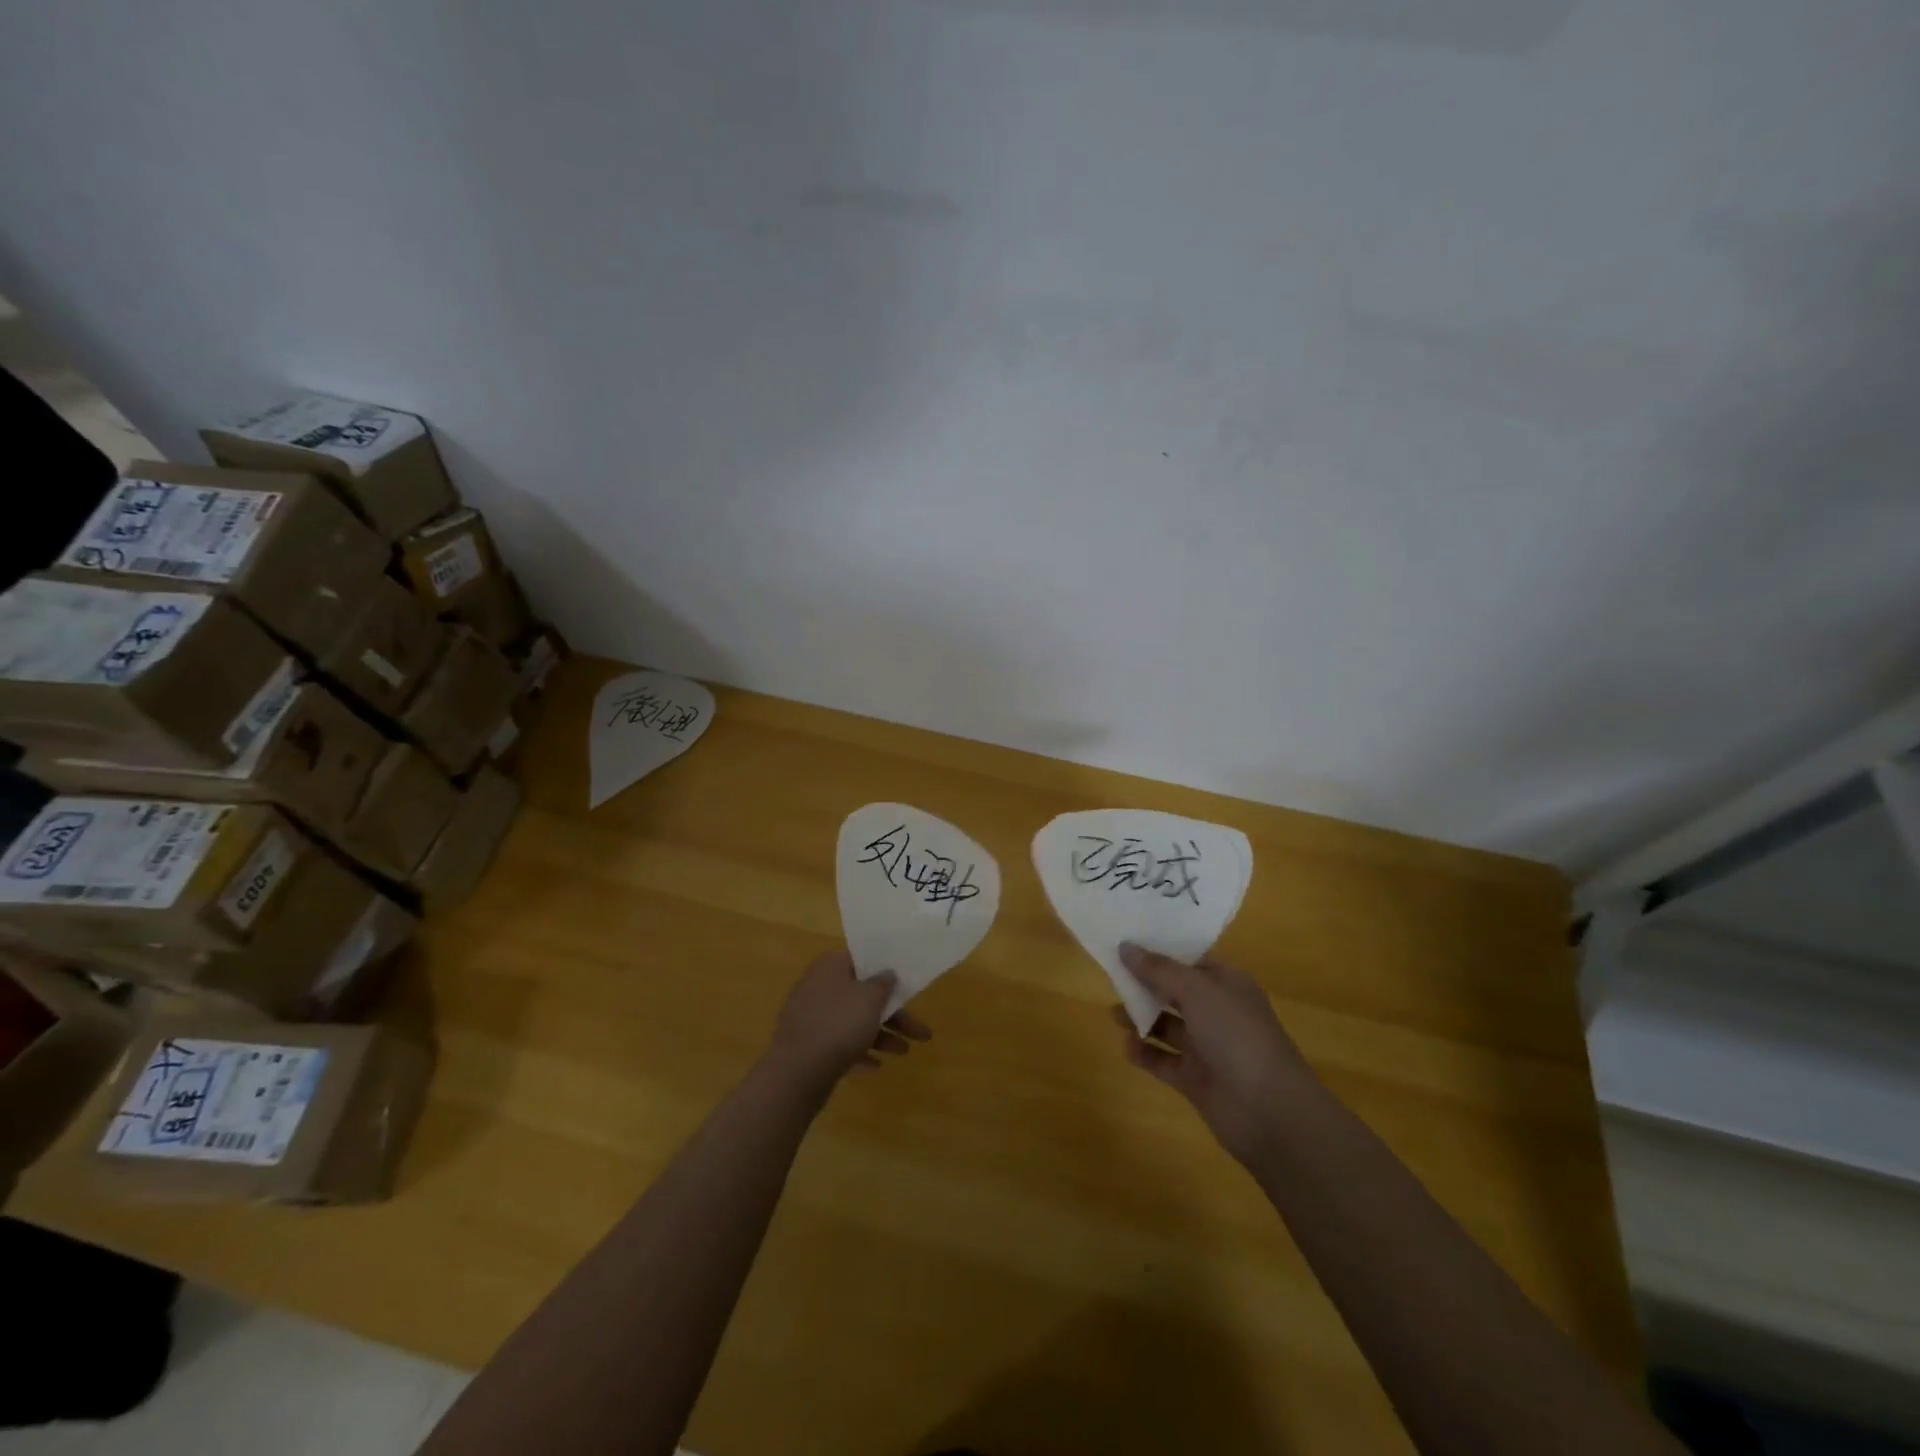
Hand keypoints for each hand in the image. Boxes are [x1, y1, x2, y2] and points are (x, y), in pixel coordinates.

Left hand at [764, 948, 930, 1095]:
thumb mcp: (870, 998)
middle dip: (893, 1013)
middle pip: (862, 994)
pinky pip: (839, 1042)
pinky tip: (876, 1066)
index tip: (905, 983)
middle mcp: (818, 986)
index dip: (885, 970)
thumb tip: (886, 974)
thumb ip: (883, 983)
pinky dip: (859, 1050)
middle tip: (919, 1031)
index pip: (861, 960)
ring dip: (881, 1034)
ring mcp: (811, 1017)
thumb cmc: (838, 1024)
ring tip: (904, 1052)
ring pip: (853, 1020)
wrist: (797, 1073)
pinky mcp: (808, 1044)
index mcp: (830, 967)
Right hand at [1114, 943, 1317, 1163]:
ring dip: (1140, 1018)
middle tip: (1110, 976)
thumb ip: (1158, 969)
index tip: (1125, 943)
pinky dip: (1145, 1053)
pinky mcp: (1195, 1078)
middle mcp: (1217, 1011)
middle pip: (1174, 991)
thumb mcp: (1196, 992)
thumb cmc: (1237, 1036)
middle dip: (1145, 984)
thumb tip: (1125, 946)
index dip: (1159, 951)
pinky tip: (1126, 1046)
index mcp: (1227, 984)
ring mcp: (1207, 1047)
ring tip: (1113, 1013)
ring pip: (1166, 1025)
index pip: (1189, 960)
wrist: (1270, 1112)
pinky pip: (1163, 1060)